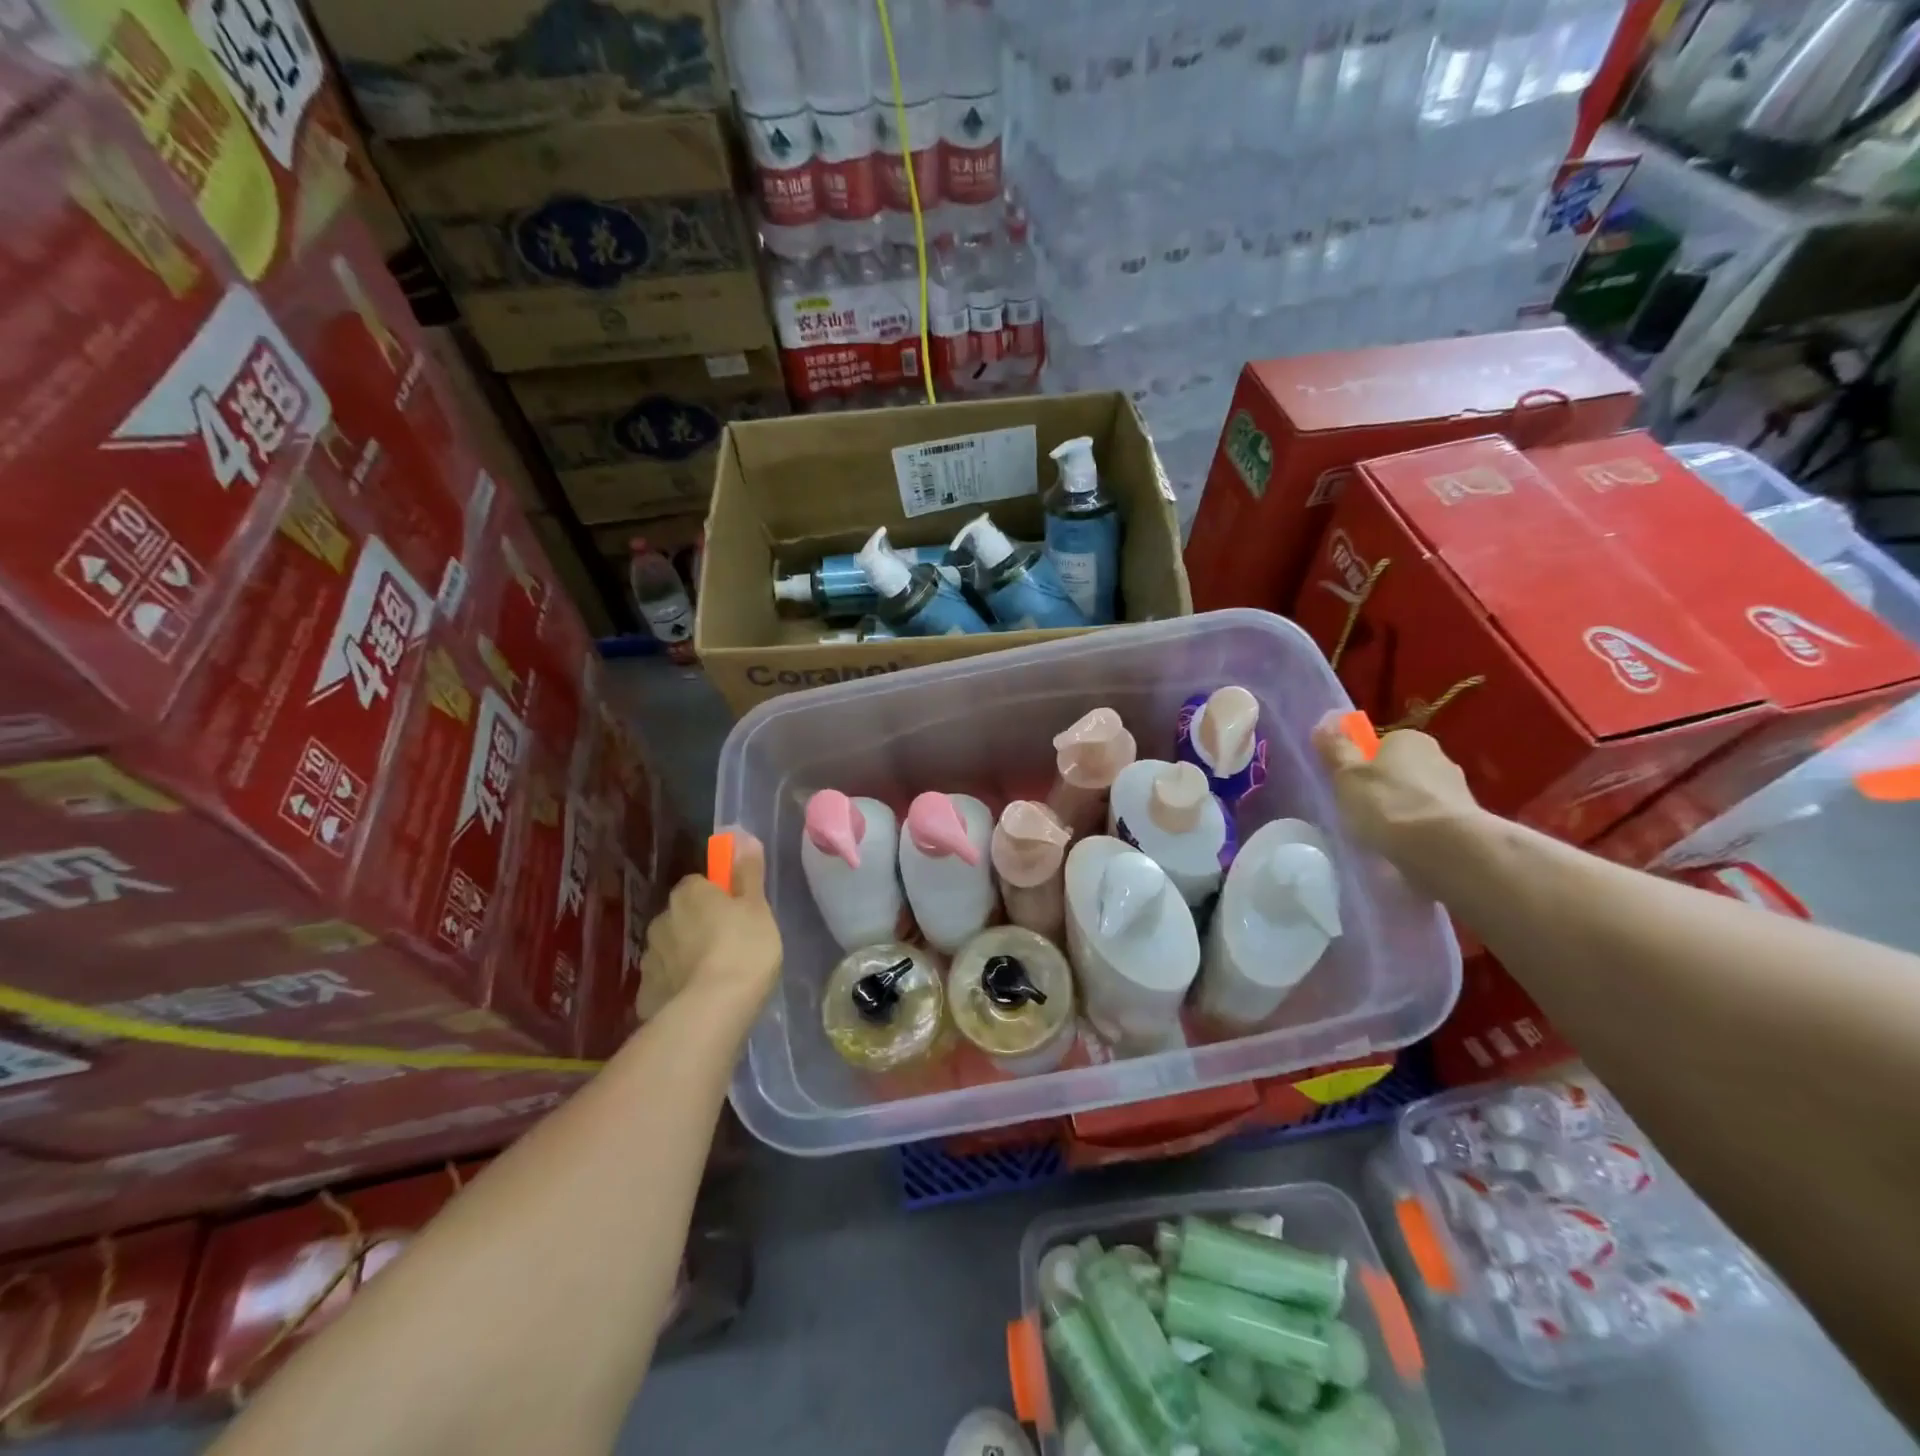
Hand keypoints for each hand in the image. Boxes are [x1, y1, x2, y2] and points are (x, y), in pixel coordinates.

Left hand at [636, 832, 781, 1023]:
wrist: (712, 1010)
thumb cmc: (744, 948)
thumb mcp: (757, 906)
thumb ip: (748, 872)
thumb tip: (741, 835)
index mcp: (689, 894)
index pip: (701, 885)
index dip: (720, 898)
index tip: (738, 915)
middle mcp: (661, 919)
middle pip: (683, 917)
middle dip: (699, 928)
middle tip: (731, 947)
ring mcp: (649, 959)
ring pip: (671, 950)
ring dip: (686, 958)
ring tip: (715, 979)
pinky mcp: (645, 995)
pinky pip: (665, 983)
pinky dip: (677, 989)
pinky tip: (697, 1002)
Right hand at [1311, 714, 1481, 865]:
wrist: (1446, 849)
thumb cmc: (1387, 803)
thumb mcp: (1347, 775)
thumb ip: (1336, 749)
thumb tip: (1325, 724)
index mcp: (1408, 739)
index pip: (1379, 744)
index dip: (1359, 764)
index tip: (1346, 786)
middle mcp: (1438, 757)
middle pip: (1399, 771)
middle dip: (1382, 788)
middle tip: (1359, 813)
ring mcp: (1457, 790)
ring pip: (1417, 798)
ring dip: (1401, 812)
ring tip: (1381, 837)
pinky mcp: (1466, 822)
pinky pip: (1431, 822)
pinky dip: (1417, 832)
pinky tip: (1404, 849)